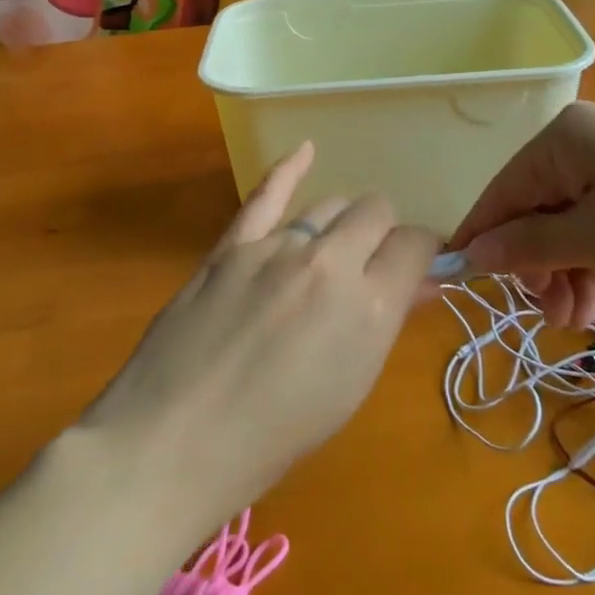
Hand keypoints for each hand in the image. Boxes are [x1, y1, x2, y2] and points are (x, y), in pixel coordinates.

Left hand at [82, 142, 439, 531]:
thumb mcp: (349, 386)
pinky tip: (305, 151)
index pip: (415, 244)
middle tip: (368, 266)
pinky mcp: (231, 244)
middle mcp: (330, 263)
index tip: (413, 266)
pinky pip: (267, 194)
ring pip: (327, 203)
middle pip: (375, 210)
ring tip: (328, 250)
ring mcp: (276, 246)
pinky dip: (289, 168)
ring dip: (339, 222)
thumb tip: (419, 281)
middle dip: (382, 232)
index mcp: (370, 308)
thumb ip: (387, 321)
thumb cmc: (273, 437)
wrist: (174, 443)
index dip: (420, 251)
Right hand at [449, 102, 594, 328]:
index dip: (482, 240)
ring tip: (581, 319)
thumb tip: (473, 251)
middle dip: (536, 266)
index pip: (501, 192)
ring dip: (568, 270)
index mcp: (562, 140)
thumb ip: (530, 245)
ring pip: (571, 220)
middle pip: (535, 208)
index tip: (467, 289)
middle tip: (554, 317)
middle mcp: (585, 141)